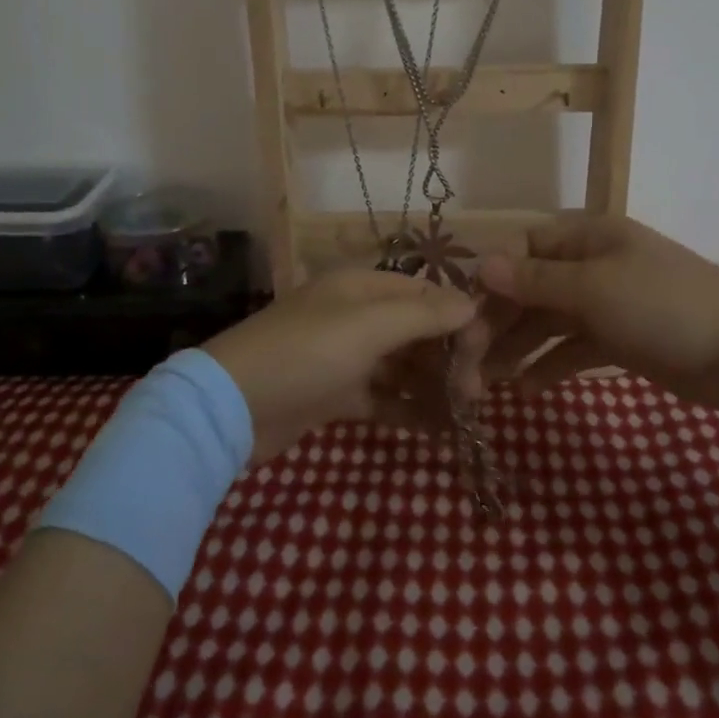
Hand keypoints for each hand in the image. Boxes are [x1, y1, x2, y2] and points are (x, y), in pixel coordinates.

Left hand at [203, 269, 487, 461]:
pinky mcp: (335, 394)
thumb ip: (423, 314)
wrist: (233, 407)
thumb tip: (473, 303)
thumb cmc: (306, 353)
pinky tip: (439, 430)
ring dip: (433, 385)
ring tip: (465, 412)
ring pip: (403, 366)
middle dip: (448, 356)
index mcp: (362, 287)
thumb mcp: (368, 326)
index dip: (457, 317)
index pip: (425, 293)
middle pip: (416, 330)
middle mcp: (356, 315)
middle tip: (475, 392)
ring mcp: (345, 356)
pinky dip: (409, 410)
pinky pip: (383, 397)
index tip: (485, 350)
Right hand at [476, 214, 718, 411]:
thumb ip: (535, 280)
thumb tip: (482, 264)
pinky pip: (574, 347)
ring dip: (519, 346)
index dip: (492, 277)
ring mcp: (609, 303)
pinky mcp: (621, 340)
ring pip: (549, 321)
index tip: (463, 313)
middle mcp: (594, 265)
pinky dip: (552, 364)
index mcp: (588, 239)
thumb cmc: (664, 307)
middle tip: (468, 359)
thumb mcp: (593, 289)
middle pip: (532, 287)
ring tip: (488, 381)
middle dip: (500, 320)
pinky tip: (528, 389)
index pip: (524, 247)